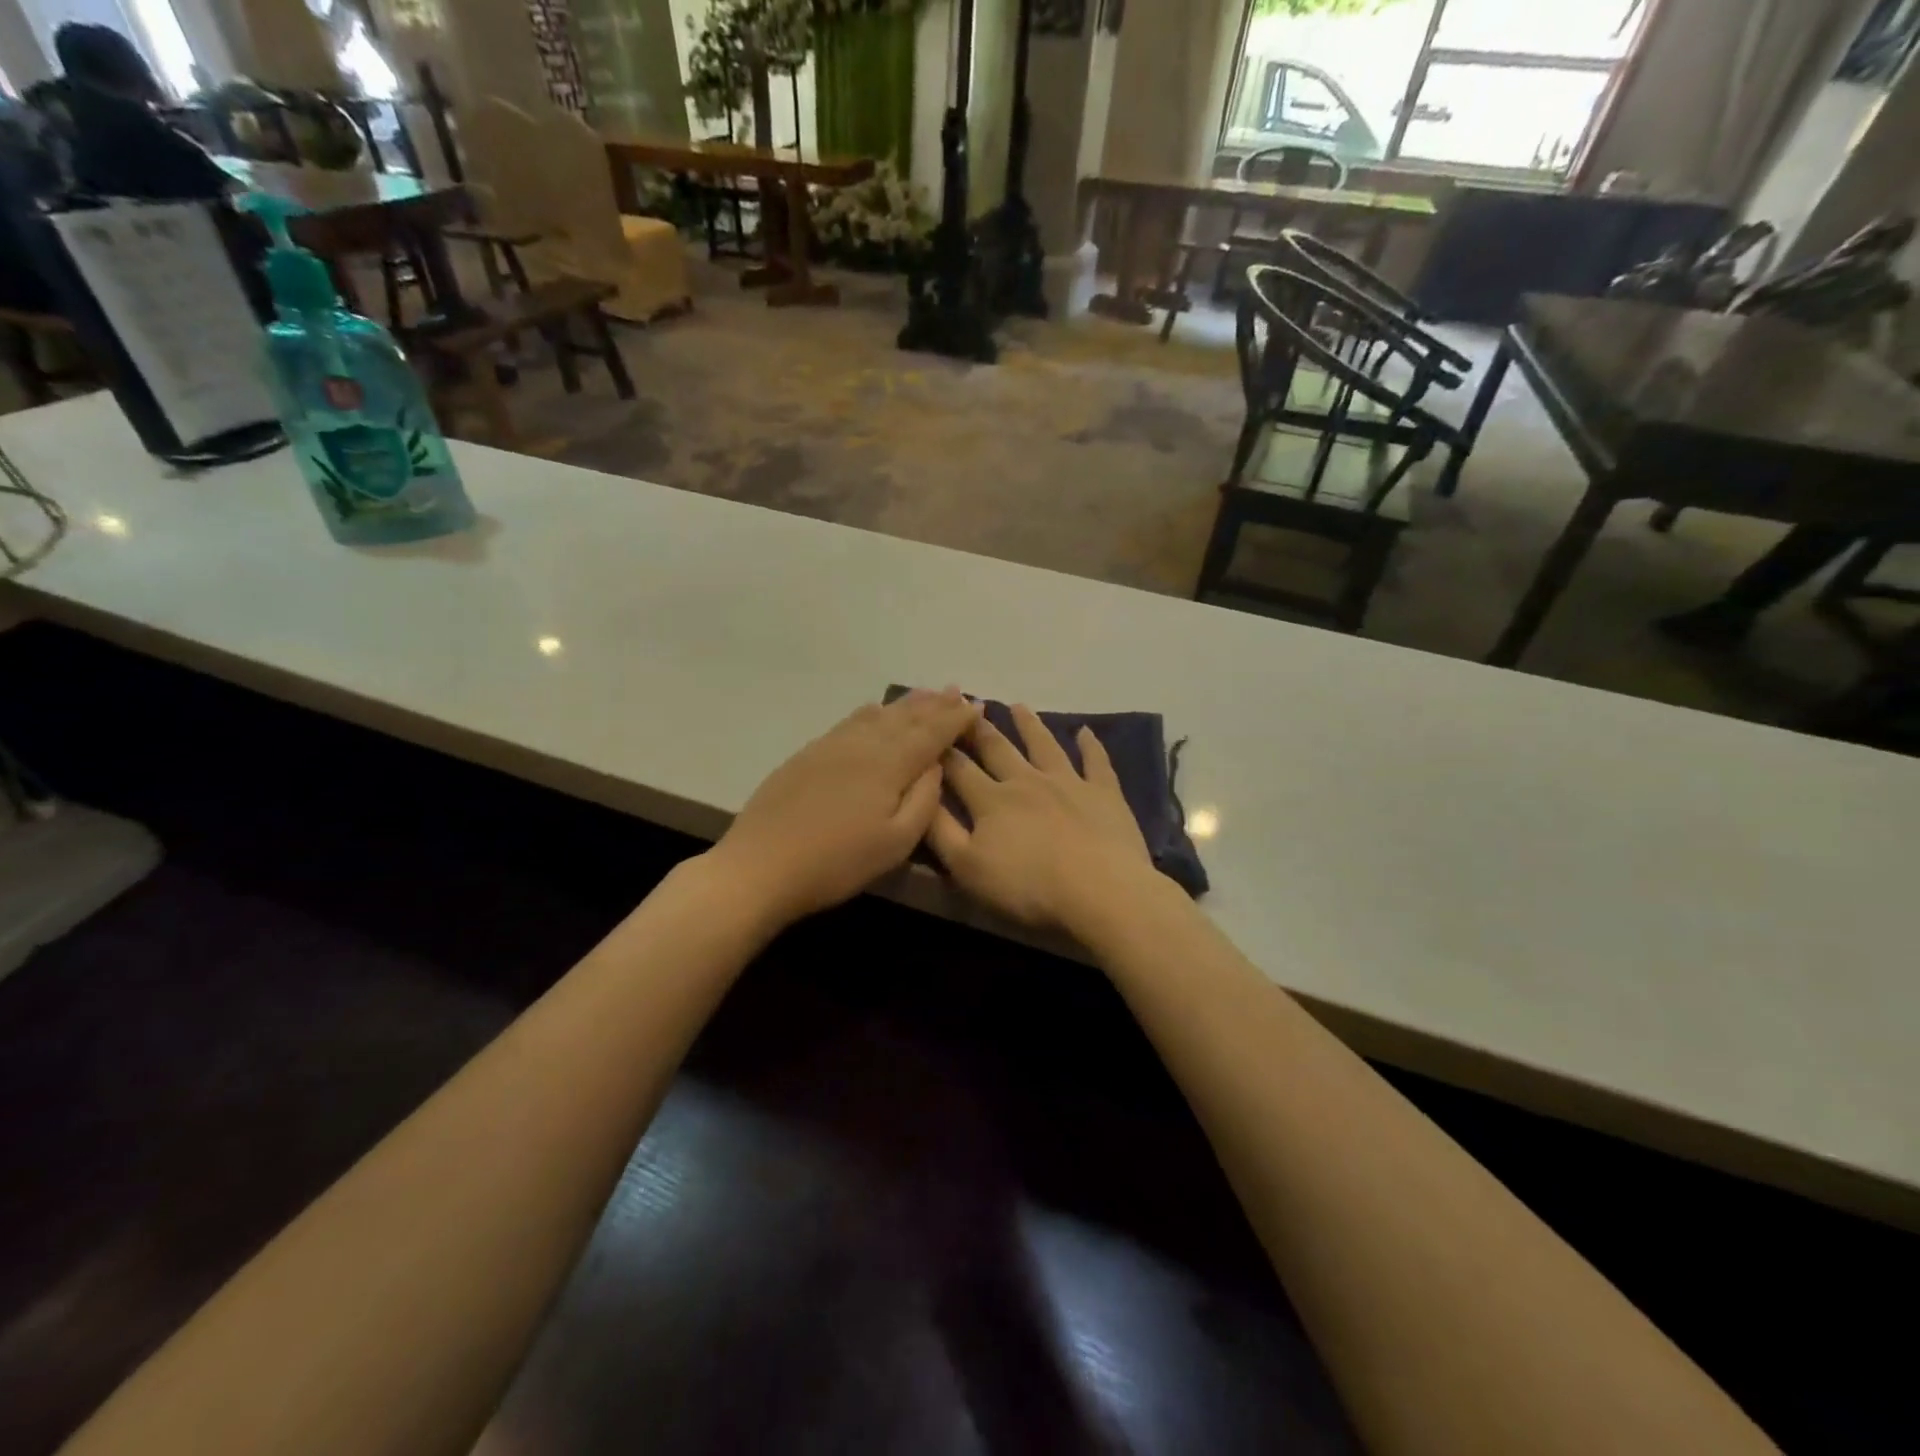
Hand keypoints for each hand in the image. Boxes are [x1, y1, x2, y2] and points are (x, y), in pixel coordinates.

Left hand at [710, 689, 979, 925]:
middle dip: (934, 704)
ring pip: (877, 714)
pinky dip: (872, 712)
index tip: (977, 706)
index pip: (931, 733)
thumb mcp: (895, 843)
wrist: (761, 865)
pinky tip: (875, 710)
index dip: (956, 719)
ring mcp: (832, 745)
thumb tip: (937, 766)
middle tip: (955, 691)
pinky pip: (851, 721)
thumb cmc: (837, 862)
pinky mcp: (809, 754)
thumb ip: (923, 801)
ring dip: (905, 703)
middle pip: (905, 717)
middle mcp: (863, 744)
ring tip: (925, 694)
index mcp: (889, 764)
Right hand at [928, 705, 1156, 936]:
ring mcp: (1068, 782)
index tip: (933, 731)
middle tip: (969, 705)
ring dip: (1029, 725)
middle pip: (999, 749)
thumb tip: (921, 795)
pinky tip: (1085, 731)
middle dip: (980, 729)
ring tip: (1018, 706)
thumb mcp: (967, 867)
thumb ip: (940, 831)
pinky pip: (1096, 762)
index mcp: (991, 800)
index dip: (943, 751)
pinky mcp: (1104, 793)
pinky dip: (1090, 745)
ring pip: (1044, 745)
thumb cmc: (1027, 886)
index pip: (959, 769)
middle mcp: (1026, 781)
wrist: (1099, 890)